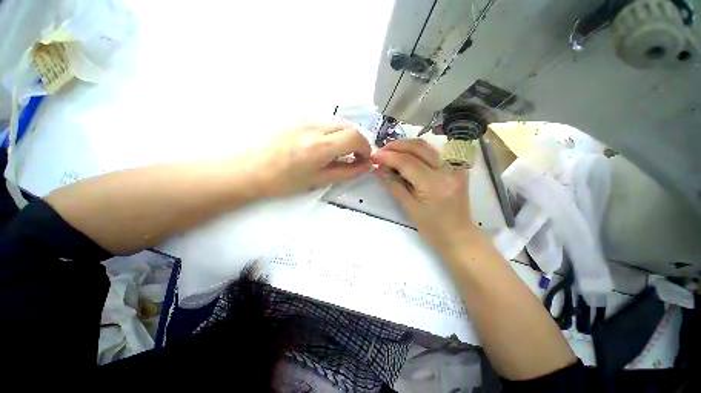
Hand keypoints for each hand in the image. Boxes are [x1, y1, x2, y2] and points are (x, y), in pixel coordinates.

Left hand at [252, 120, 371, 196]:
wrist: (255, 169)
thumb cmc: (286, 181)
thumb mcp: (320, 180)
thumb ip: (347, 172)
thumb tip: (366, 165)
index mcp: (319, 147)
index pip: (354, 137)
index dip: (365, 148)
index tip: (363, 159)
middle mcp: (314, 127)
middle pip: (349, 127)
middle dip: (357, 142)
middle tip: (353, 157)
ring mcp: (305, 119)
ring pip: (338, 123)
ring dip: (345, 137)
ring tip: (338, 153)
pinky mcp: (299, 118)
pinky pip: (325, 123)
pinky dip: (332, 134)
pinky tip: (323, 146)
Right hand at [371, 138, 476, 248]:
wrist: (458, 234)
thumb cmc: (432, 227)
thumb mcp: (409, 208)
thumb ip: (393, 186)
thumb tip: (378, 170)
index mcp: (435, 184)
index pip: (407, 162)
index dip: (388, 157)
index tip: (373, 156)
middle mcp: (448, 169)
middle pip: (418, 147)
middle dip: (396, 146)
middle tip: (381, 152)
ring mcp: (455, 166)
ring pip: (426, 146)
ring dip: (405, 146)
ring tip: (390, 153)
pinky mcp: (457, 166)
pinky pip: (433, 152)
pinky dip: (417, 151)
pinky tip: (406, 156)